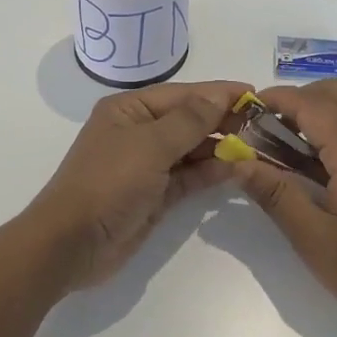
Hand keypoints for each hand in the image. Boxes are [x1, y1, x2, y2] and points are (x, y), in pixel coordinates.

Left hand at [27, 80, 249, 287]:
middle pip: (188, 120)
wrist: (72, 243)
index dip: (217, 93)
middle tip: (263, 123)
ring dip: (222, 148)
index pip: (181, 94)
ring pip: (192, 149)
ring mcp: (146, 165)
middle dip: (223, 120)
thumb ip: (189, 120)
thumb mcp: (150, 145)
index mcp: (128, 110)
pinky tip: (239, 170)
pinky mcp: (155, 195)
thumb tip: (219, 95)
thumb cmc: (108, 183)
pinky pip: (189, 177)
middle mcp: (138, 132)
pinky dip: (212, 173)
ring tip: (258, 147)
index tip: (254, 93)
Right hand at [228, 79, 336, 331]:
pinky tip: (314, 167)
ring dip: (316, 112)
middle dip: (297, 99)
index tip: (245, 112)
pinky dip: (332, 129)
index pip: (311, 103)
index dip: (276, 99)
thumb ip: (275, 195)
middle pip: (336, 91)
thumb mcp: (314, 238)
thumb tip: (239, 163)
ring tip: (286, 147)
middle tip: (268, 128)